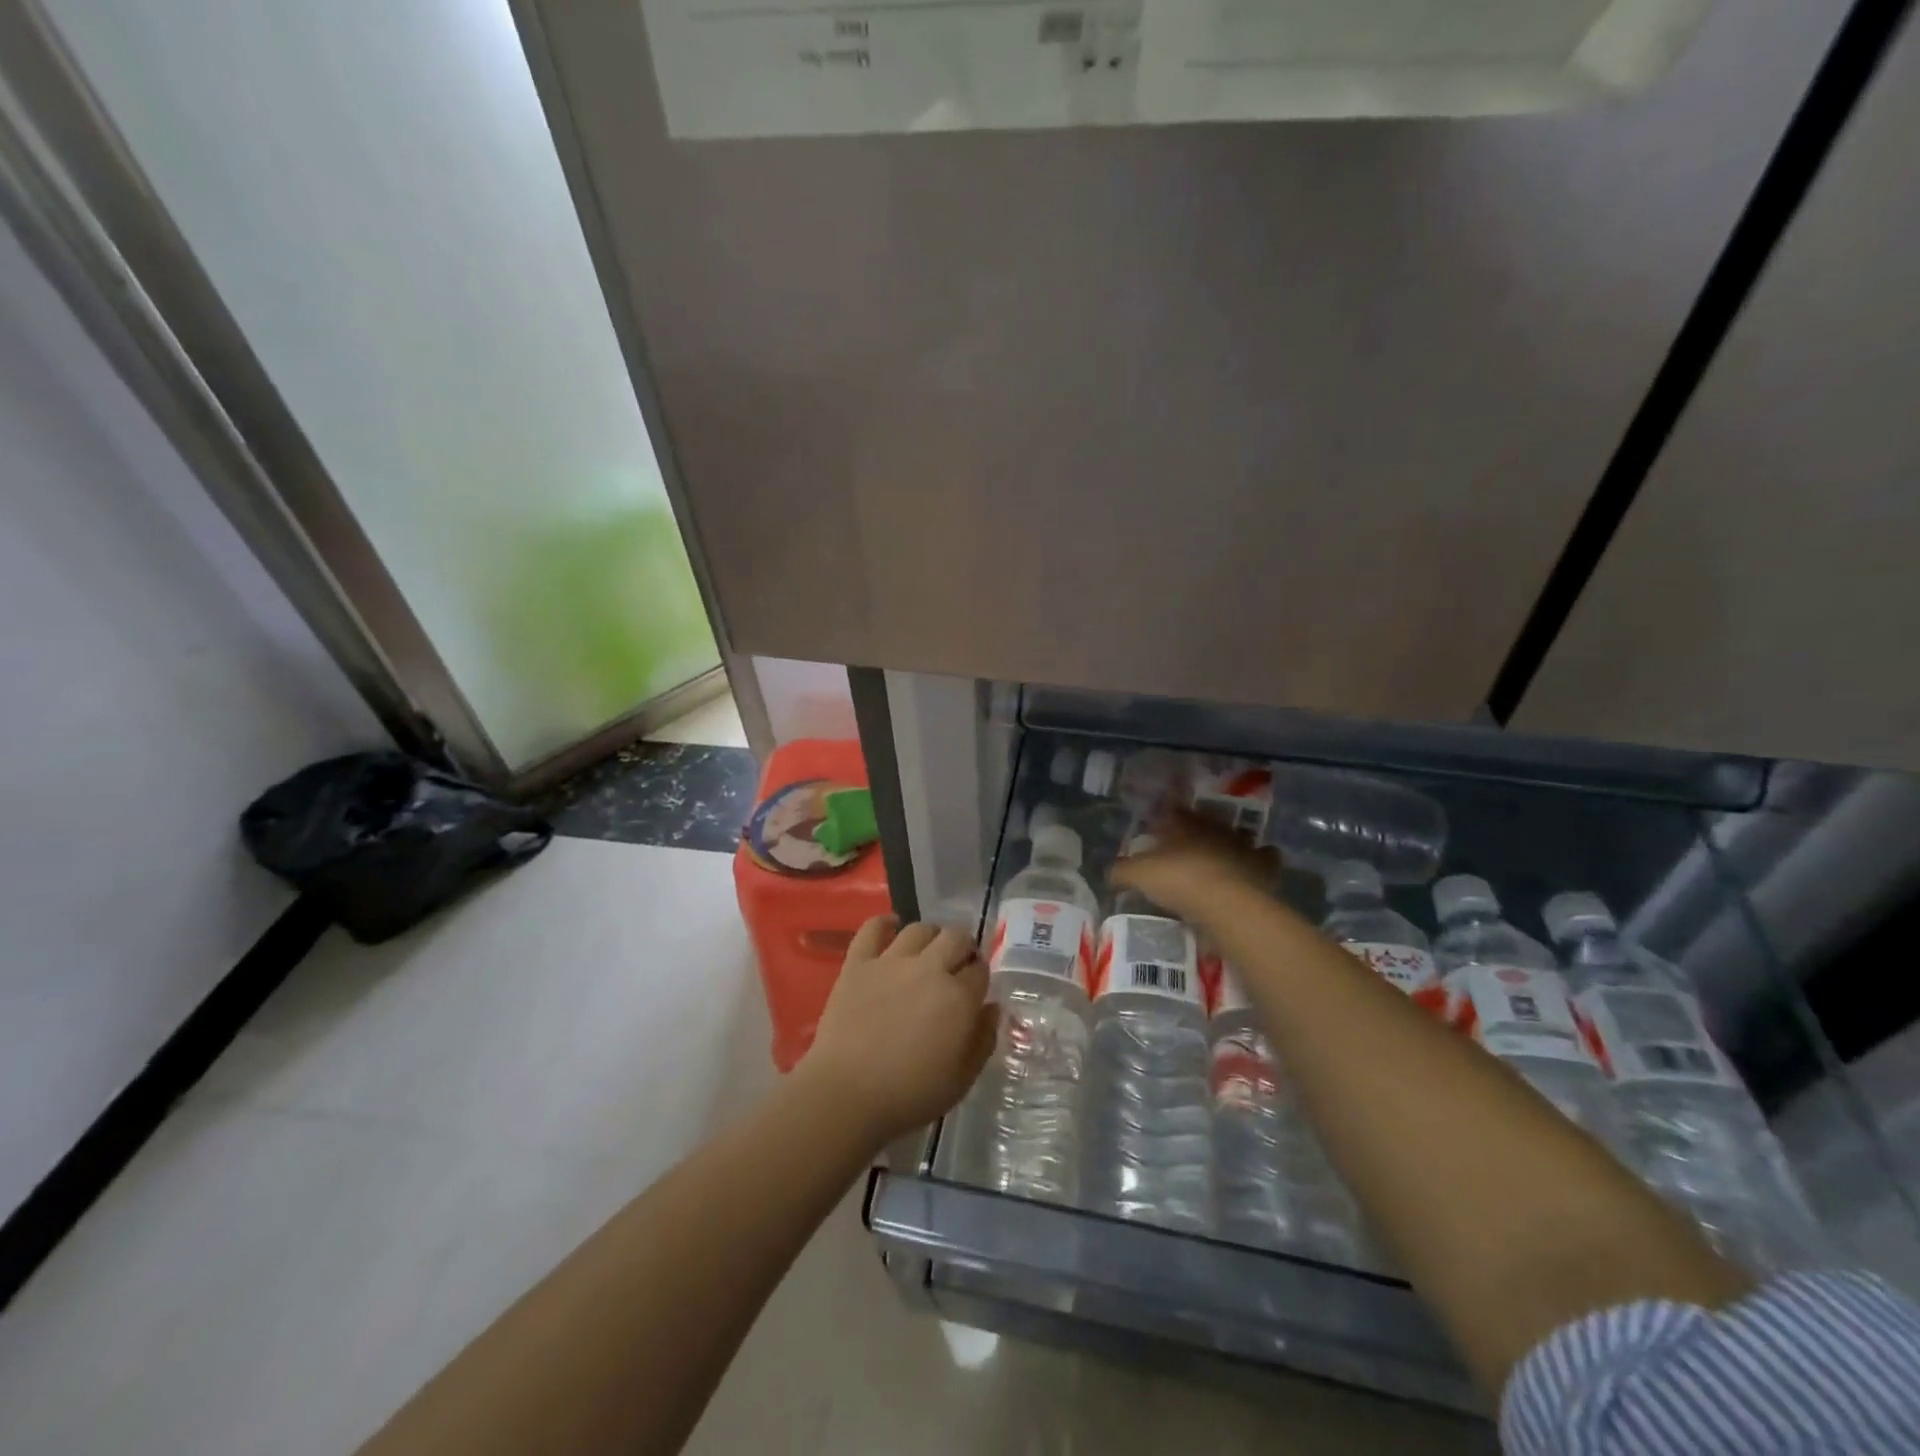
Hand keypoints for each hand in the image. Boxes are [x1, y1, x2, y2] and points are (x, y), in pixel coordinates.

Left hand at [796, 916, 997, 1147]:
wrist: (847, 1095)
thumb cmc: (910, 1095)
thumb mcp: (962, 1079)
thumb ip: (983, 1040)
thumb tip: (992, 1008)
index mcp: (959, 997)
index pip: (981, 970)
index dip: (980, 976)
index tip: (975, 988)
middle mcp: (929, 969)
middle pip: (956, 937)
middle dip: (963, 947)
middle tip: (956, 965)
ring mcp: (891, 961)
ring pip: (920, 929)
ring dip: (931, 936)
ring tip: (928, 951)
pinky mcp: (858, 963)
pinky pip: (872, 928)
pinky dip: (884, 923)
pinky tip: (891, 927)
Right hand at [1110, 808, 1280, 924]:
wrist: (1227, 903)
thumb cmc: (1179, 881)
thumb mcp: (1139, 876)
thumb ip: (1122, 871)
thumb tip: (1109, 872)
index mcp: (1183, 824)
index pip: (1172, 811)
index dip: (1166, 814)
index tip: (1159, 821)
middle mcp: (1214, 828)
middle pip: (1205, 822)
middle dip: (1198, 828)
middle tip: (1188, 842)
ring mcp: (1242, 845)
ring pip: (1237, 836)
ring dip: (1230, 842)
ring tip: (1221, 855)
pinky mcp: (1264, 866)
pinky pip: (1265, 857)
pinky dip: (1260, 861)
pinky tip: (1252, 870)